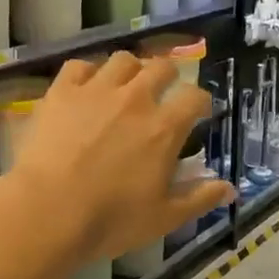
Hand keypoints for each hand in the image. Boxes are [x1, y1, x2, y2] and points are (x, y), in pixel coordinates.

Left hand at [3, 53, 235, 266]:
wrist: (48, 212)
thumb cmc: (112, 219)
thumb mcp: (165, 217)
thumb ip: (200, 198)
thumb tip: (230, 190)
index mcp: (165, 128)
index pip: (195, 97)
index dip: (201, 101)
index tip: (200, 112)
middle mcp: (135, 99)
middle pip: (161, 67)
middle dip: (169, 77)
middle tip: (163, 93)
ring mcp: (96, 91)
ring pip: (123, 60)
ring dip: (131, 69)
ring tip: (126, 85)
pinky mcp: (61, 92)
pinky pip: (80, 66)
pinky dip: (88, 72)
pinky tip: (87, 88)